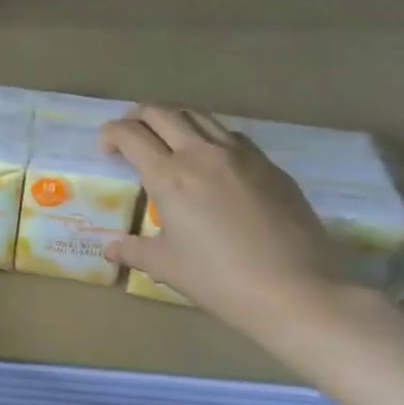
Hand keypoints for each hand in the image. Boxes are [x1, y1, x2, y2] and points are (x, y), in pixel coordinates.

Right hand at [101, 106, 343, 335]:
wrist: (298, 291)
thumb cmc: (220, 279)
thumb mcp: (166, 266)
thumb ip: (133, 250)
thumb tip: (111, 250)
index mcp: (169, 175)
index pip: (129, 134)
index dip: (110, 134)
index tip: (106, 150)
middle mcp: (202, 154)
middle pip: (162, 113)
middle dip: (138, 118)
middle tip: (130, 137)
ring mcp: (241, 156)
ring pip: (199, 116)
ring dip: (175, 121)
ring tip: (168, 143)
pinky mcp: (270, 166)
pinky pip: (231, 136)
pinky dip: (209, 138)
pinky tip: (210, 163)